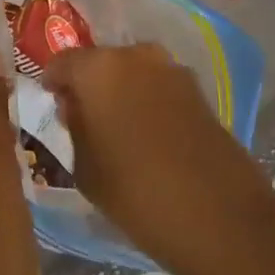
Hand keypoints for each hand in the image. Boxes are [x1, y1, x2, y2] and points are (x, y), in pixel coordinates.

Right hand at [42, 45, 274, 274]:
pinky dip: (147, 102)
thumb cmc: (138, 195)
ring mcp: (172, 70)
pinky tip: (147, 137)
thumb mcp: (86, 168)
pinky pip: (158, 87)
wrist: (223, 219)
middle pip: (99, 62)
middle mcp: (136, 56)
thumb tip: (75, 106)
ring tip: (116, 131)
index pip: (62, 62)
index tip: (51, 106)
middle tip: (82, 120)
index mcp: (99, 68)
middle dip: (88, 86)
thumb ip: (73, 126)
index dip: (52, 83)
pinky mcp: (199, 90)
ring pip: (131, 73)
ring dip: (120, 92)